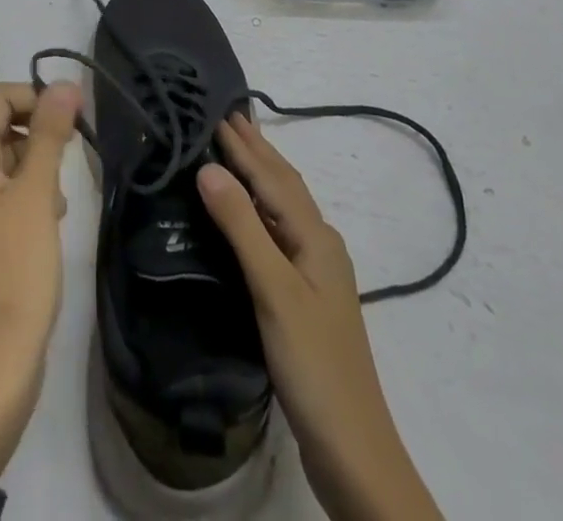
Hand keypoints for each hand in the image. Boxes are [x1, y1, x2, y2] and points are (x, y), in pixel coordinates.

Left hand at [0, 80, 82, 479]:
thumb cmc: (18, 265)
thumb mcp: (38, 192)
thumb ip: (50, 133)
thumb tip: (66, 83)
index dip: (34, 96)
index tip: (72, 114)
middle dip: (38, 132)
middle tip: (71, 156)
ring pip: (4, 158)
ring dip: (37, 163)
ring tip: (61, 195)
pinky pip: (1, 188)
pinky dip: (28, 189)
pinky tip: (52, 215)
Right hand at [198, 114, 441, 520]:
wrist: (354, 452)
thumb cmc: (314, 365)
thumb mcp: (274, 291)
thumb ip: (242, 227)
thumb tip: (208, 168)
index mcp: (316, 237)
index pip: (271, 177)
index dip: (243, 145)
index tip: (216, 110)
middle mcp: (319, 245)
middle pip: (283, 185)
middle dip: (256, 149)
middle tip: (226, 116)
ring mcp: (316, 272)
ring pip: (283, 207)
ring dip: (259, 174)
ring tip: (235, 149)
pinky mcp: (306, 297)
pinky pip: (278, 232)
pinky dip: (259, 208)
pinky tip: (248, 215)